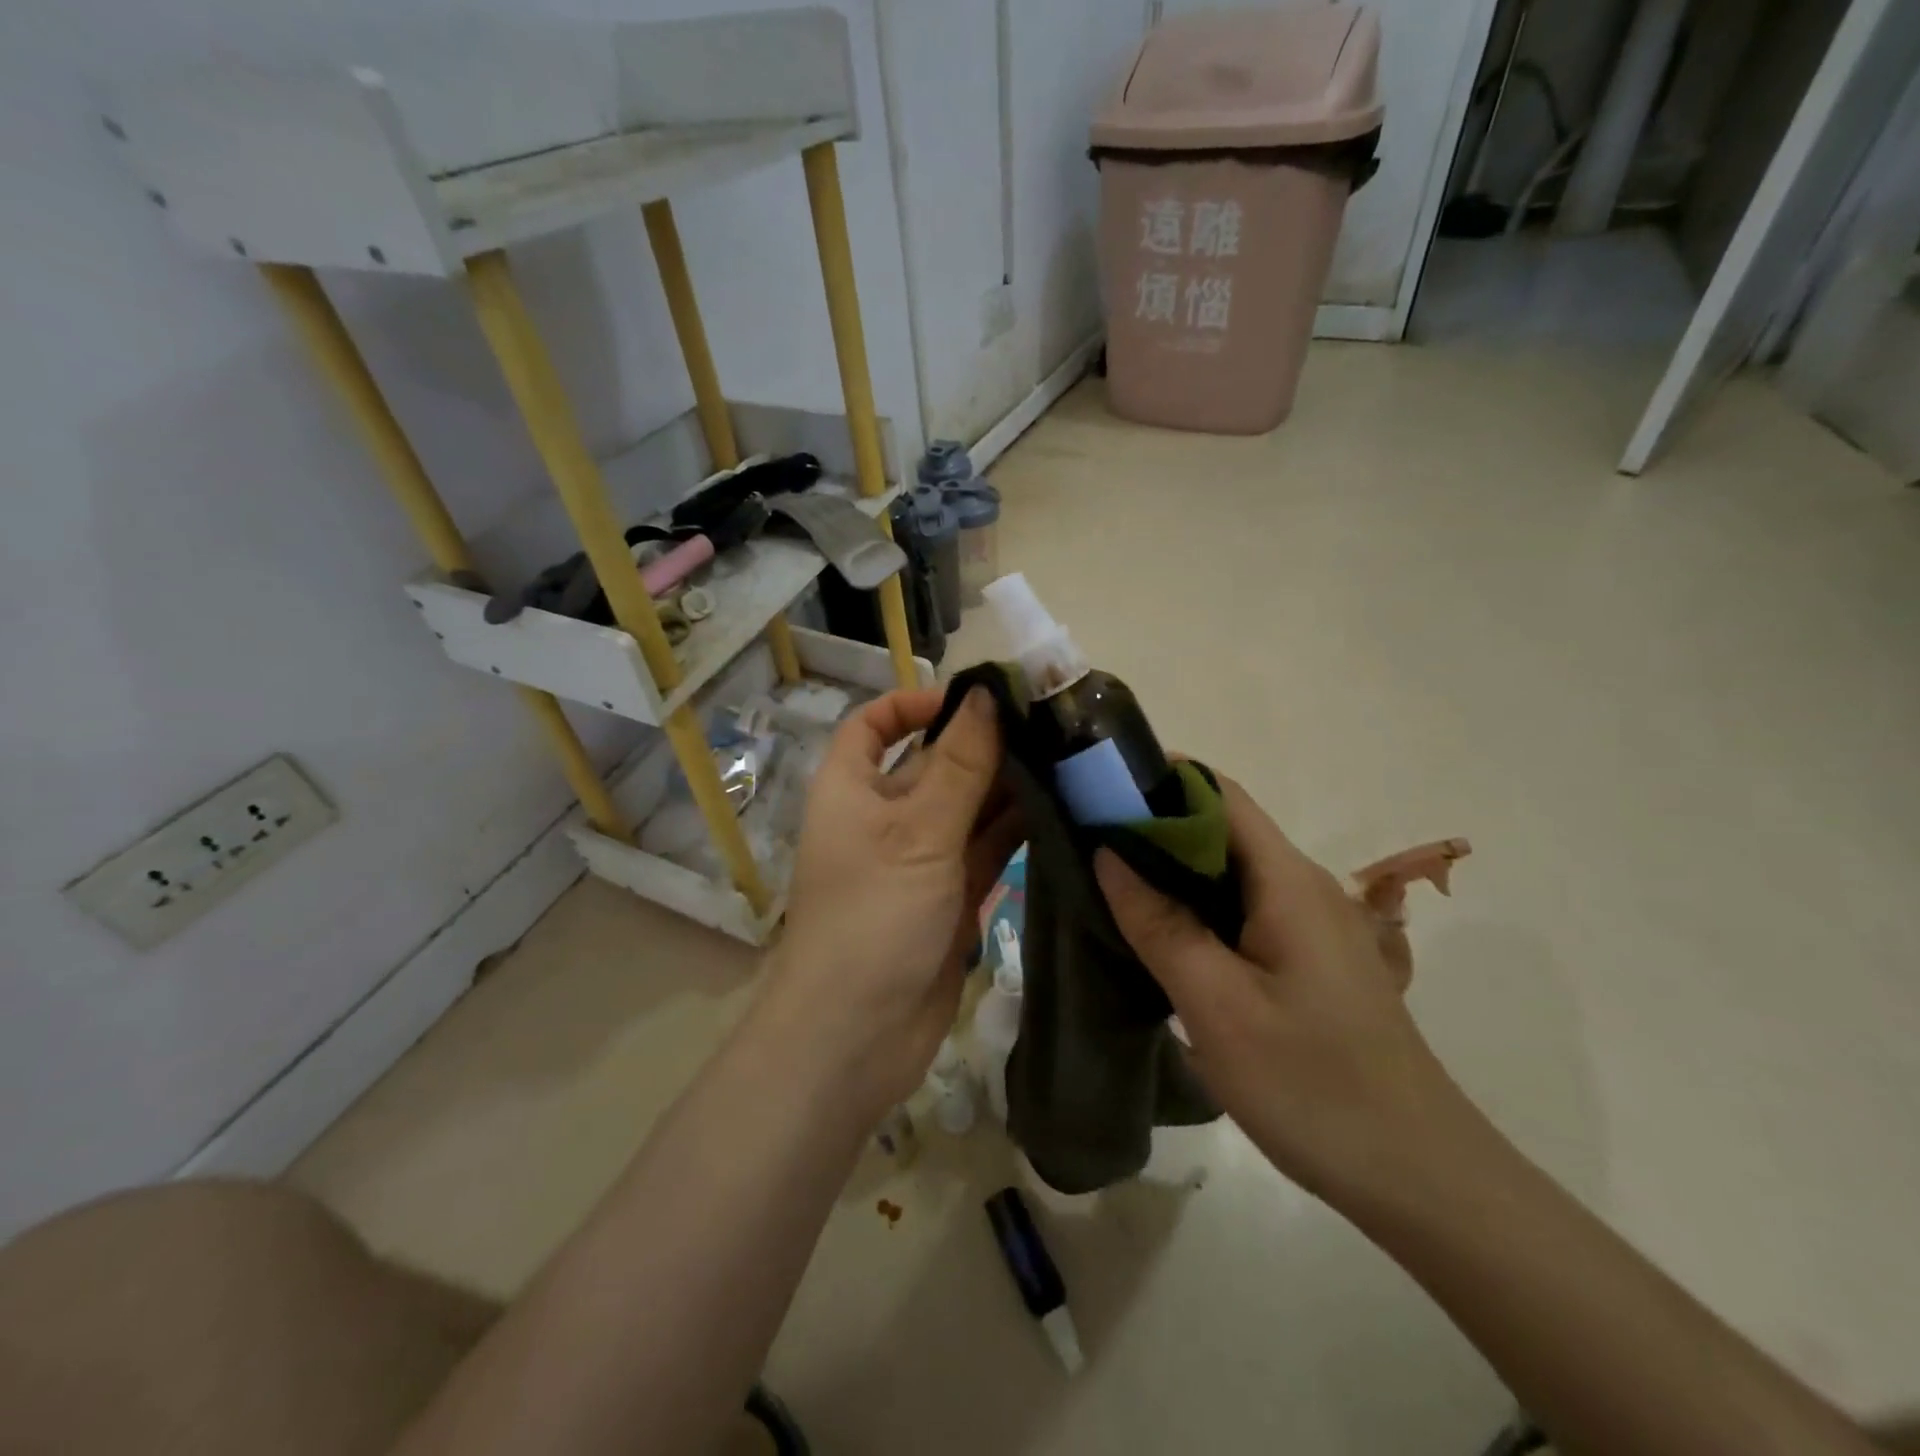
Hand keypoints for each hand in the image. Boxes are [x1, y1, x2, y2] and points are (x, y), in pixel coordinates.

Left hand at [767, 687, 1022, 1118]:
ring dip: (1011, 785)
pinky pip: (987, 847)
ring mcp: (921, 856)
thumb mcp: (917, 831)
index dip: (916, 702)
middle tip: (1052, 723)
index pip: (875, 723)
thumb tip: (988, 693)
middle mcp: (885, 815)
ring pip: (969, 805)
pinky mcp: (952, 893)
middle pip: (935, 761)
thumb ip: (959, 764)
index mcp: (852, 787)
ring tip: (1071, 758)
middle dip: (985, 743)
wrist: (858, 1037)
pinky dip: (1018, 829)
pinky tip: (1064, 808)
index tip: (975, 698)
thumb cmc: (873, 916)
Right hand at [1094, 775, 1460, 1200]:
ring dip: (1171, 869)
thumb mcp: (1217, 1004)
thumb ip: (1160, 923)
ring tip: (1108, 881)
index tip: (1098, 790)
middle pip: (1222, 829)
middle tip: (1086, 840)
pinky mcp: (1309, 959)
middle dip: (1154, 824)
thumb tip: (1108, 854)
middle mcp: (1304, 886)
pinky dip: (1195, 906)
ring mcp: (1311, 924)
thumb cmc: (1312, 1084)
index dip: (1159, 779)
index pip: (1219, 794)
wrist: (1419, 1176)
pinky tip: (1159, 934)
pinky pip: (1243, 910)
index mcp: (1288, 880)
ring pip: (1230, 872)